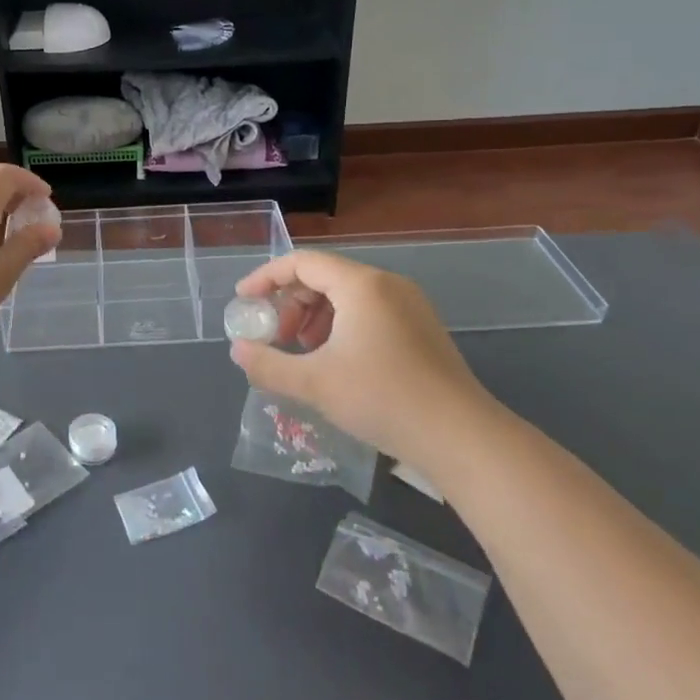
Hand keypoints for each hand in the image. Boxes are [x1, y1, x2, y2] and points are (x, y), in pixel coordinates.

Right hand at [228, 249, 500, 460]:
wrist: (461, 437)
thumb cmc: (382, 399)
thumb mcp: (314, 383)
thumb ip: (267, 365)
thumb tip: (238, 350)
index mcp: (361, 285)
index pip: (302, 262)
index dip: (266, 278)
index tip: (243, 302)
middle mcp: (387, 284)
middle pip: (324, 276)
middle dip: (290, 303)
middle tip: (275, 337)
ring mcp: (409, 305)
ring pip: (347, 295)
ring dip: (314, 316)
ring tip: (302, 351)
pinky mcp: (422, 328)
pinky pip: (369, 311)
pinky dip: (341, 326)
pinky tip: (336, 361)